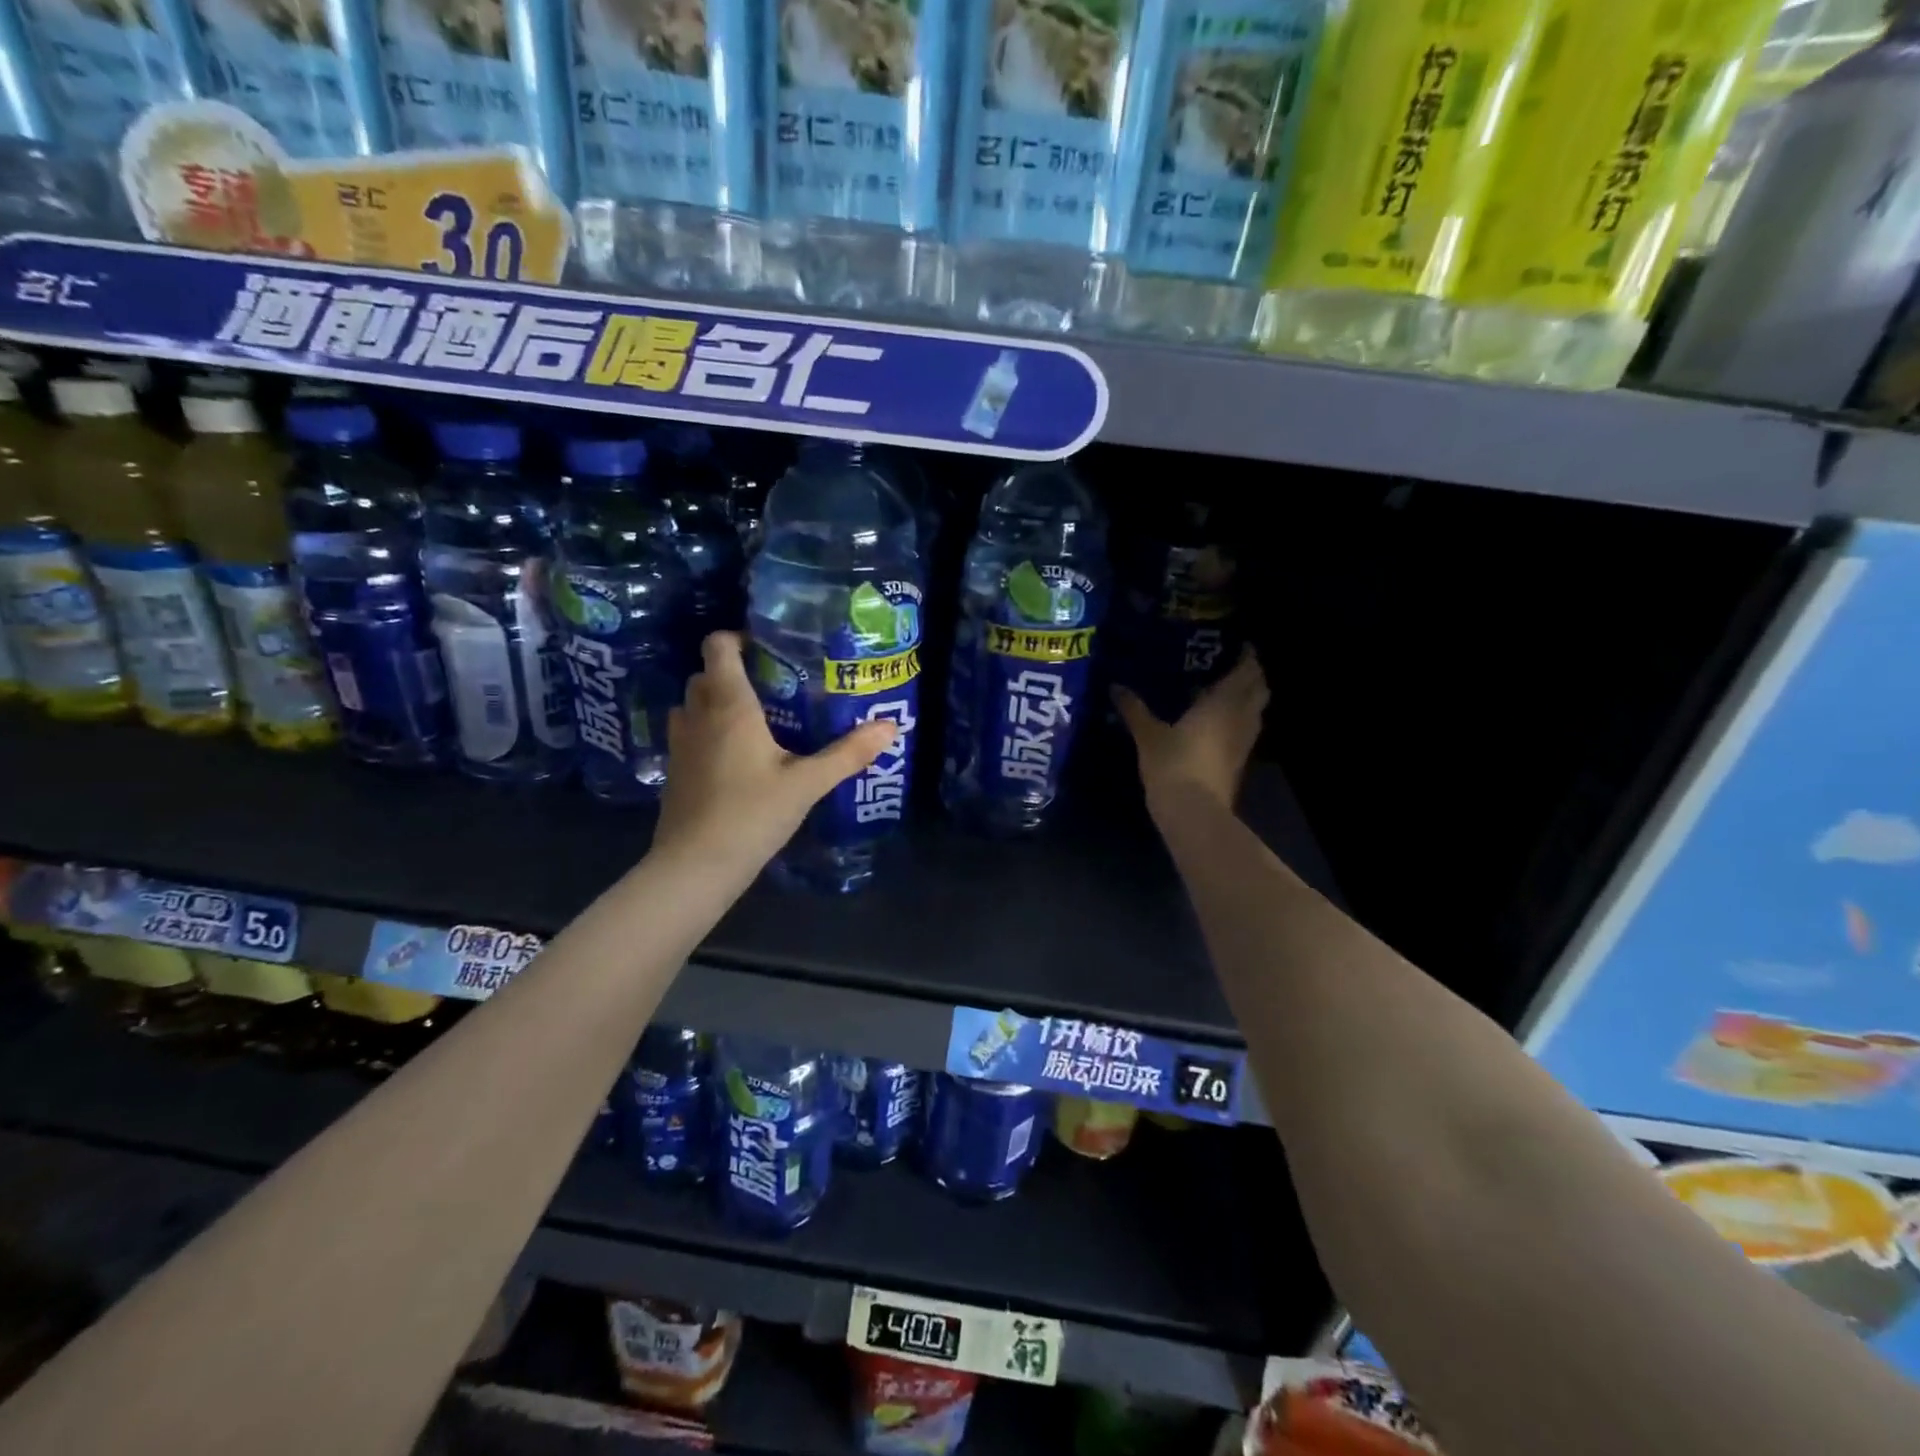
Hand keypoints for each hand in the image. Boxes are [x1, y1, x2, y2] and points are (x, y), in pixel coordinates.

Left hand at [654, 632, 897, 869]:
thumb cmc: (751, 814)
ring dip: (716, 702)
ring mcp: (680, 744)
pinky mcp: (674, 771)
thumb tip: (890, 727)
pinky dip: (708, 732)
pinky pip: (690, 734)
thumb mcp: (807, 784)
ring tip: (757, 719)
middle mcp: (698, 715)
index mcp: (729, 705)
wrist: (695, 867)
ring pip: (693, 705)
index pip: (718, 647)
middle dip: (734, 673)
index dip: (738, 638)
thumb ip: (848, 753)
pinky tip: (738, 758)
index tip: (768, 648)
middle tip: (774, 687)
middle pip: (706, 675)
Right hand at [1113, 649, 1268, 816]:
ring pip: (1255, 710)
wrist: (1194, 813)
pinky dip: (1238, 719)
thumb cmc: (1173, 765)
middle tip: (1231, 665)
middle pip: (1259, 688)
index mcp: (1224, 702)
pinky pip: (1245, 730)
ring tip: (1224, 690)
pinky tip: (1216, 722)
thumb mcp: (1147, 735)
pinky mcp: (1239, 762)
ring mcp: (1243, 742)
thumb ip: (1134, 709)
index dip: (1247, 656)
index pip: (1247, 670)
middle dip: (1251, 675)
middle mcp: (1241, 717)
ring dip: (1247, 698)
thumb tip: (1115, 685)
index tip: (1239, 644)